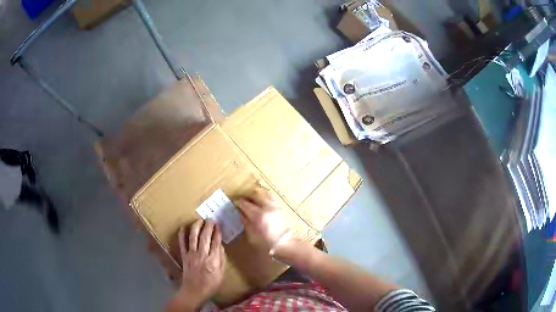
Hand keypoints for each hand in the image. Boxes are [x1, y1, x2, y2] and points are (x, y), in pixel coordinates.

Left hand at [174, 220, 225, 309]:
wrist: (194, 291)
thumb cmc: (210, 285)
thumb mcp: (221, 274)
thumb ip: (221, 259)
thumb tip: (220, 246)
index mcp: (213, 260)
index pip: (215, 242)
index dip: (217, 232)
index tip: (219, 225)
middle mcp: (202, 255)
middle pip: (205, 236)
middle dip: (208, 226)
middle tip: (211, 219)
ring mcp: (191, 254)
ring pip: (193, 236)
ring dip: (196, 226)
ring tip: (200, 220)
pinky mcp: (184, 255)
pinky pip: (182, 243)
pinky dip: (182, 234)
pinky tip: (184, 227)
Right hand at [236, 187, 290, 251]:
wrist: (283, 244)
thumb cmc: (265, 242)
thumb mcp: (251, 234)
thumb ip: (244, 221)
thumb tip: (239, 211)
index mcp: (258, 215)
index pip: (245, 204)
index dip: (238, 202)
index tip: (235, 203)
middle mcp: (267, 207)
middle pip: (254, 195)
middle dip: (246, 196)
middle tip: (241, 199)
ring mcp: (275, 206)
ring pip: (264, 193)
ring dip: (256, 194)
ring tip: (251, 198)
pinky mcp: (280, 207)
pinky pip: (271, 197)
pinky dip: (264, 196)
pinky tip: (260, 201)